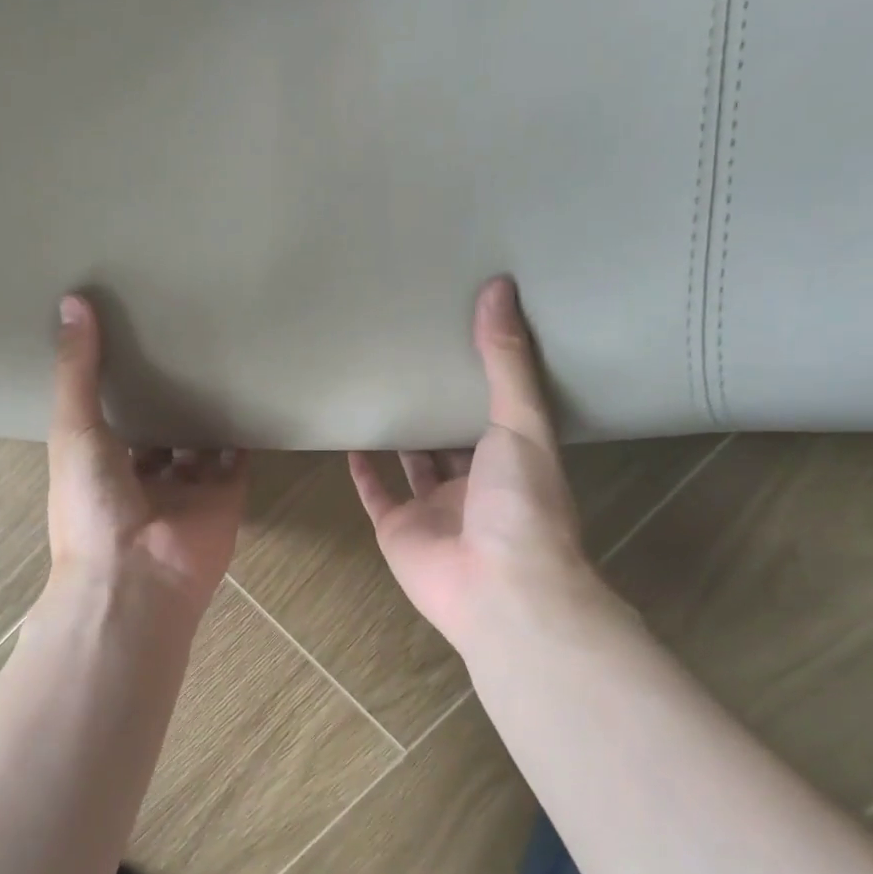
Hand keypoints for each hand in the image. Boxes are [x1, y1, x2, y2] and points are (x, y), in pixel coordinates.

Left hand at [45, 295, 247, 618]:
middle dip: (168, 393)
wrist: (138, 575)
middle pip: (159, 427)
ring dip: (207, 409)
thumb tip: (71, 302)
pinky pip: (238, 458)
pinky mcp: (226, 495)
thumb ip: (76, 370)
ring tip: (221, 356)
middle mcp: (144, 475)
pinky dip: (245, 431)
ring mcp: (188, 487)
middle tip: (183, 339)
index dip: (119, 381)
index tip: (131, 336)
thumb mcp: (75, 429)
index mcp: (101, 463)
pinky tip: (252, 391)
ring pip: (200, 440)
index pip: (112, 416)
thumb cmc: (93, 504)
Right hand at [350, 277, 603, 651]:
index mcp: (513, 459)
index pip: (497, 410)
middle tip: (412, 357)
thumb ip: (505, 360)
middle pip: (453, 438)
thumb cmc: (521, 502)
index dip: (482, 377)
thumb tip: (498, 286)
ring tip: (379, 391)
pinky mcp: (398, 529)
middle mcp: (475, 484)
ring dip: (400, 434)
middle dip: (438, 404)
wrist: (497, 586)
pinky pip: (377, 494)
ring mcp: (434, 509)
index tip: (462, 335)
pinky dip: (364, 471)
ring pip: (414, 465)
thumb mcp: (521, 421)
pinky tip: (351, 439)